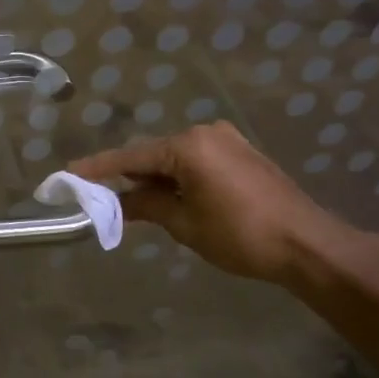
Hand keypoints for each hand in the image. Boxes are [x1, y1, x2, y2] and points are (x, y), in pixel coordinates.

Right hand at [69, 121, 359, 287]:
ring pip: (177, 159)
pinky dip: (181, 178)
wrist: (307, 244)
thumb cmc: (240, 235)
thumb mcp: (184, 223)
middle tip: (106, 198)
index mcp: (188, 146)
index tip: (70, 171)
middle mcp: (207, 133)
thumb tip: (117, 201)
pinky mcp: (243, 154)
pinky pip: (198, 161)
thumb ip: (146, 206)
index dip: (99, 167)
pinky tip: (173, 198)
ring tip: (139, 204)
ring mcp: (228, 141)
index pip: (132, 157)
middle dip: (131, 177)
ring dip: (158, 179)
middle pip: (155, 155)